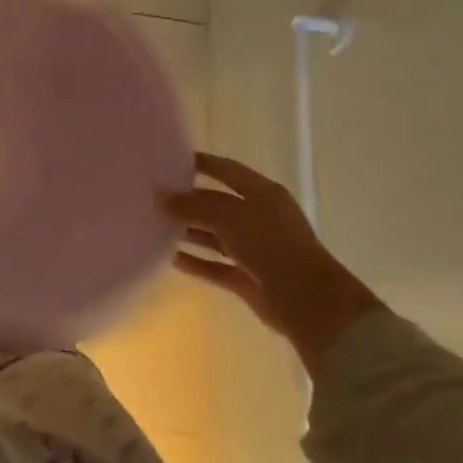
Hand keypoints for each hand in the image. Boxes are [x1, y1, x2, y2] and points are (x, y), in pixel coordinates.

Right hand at [163, 152, 382, 373]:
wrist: (308, 301)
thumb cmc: (271, 244)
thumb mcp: (228, 216)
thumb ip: (193, 206)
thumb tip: (161, 197)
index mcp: (262, 194)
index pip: (227, 170)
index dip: (201, 164)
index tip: (169, 161)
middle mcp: (259, 218)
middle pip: (218, 203)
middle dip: (188, 201)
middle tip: (154, 197)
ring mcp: (254, 249)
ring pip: (215, 235)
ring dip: (189, 231)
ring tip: (155, 226)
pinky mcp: (248, 278)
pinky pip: (216, 266)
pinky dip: (196, 262)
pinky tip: (171, 258)